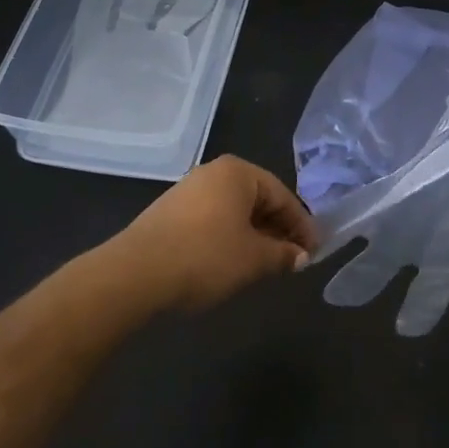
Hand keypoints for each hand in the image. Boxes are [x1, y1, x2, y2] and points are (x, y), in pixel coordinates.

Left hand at [103, 156, 319, 312]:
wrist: (135, 274)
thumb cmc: (205, 257)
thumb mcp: (254, 259)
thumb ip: (283, 254)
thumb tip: (300, 256)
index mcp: (238, 172)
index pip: (283, 195)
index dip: (302, 225)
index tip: (313, 251)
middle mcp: (213, 173)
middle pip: (258, 200)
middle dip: (278, 229)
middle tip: (293, 259)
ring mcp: (188, 191)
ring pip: (234, 211)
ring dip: (254, 235)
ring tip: (266, 264)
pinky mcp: (169, 213)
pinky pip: (213, 220)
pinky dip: (230, 238)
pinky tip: (233, 262)